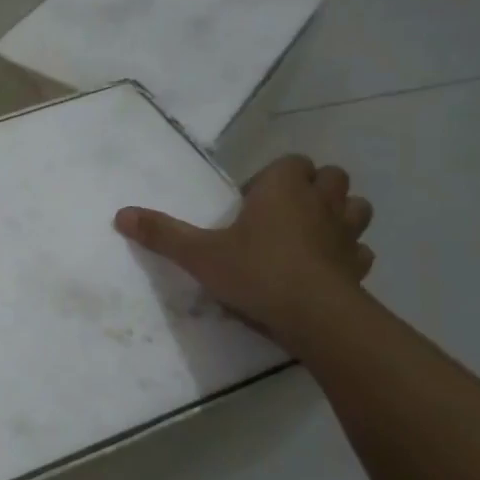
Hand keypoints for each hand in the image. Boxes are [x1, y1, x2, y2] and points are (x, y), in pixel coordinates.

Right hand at [114, 154, 373, 345]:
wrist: (315, 317)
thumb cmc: (255, 272)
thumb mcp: (198, 254)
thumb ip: (162, 233)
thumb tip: (121, 214)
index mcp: (283, 190)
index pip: (290, 162)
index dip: (273, 176)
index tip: (250, 202)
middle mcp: (320, 203)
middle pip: (330, 177)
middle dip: (312, 188)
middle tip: (280, 213)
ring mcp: (346, 235)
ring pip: (355, 208)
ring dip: (338, 214)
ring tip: (309, 234)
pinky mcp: (359, 267)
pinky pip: (359, 250)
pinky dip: (347, 254)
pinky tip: (327, 267)